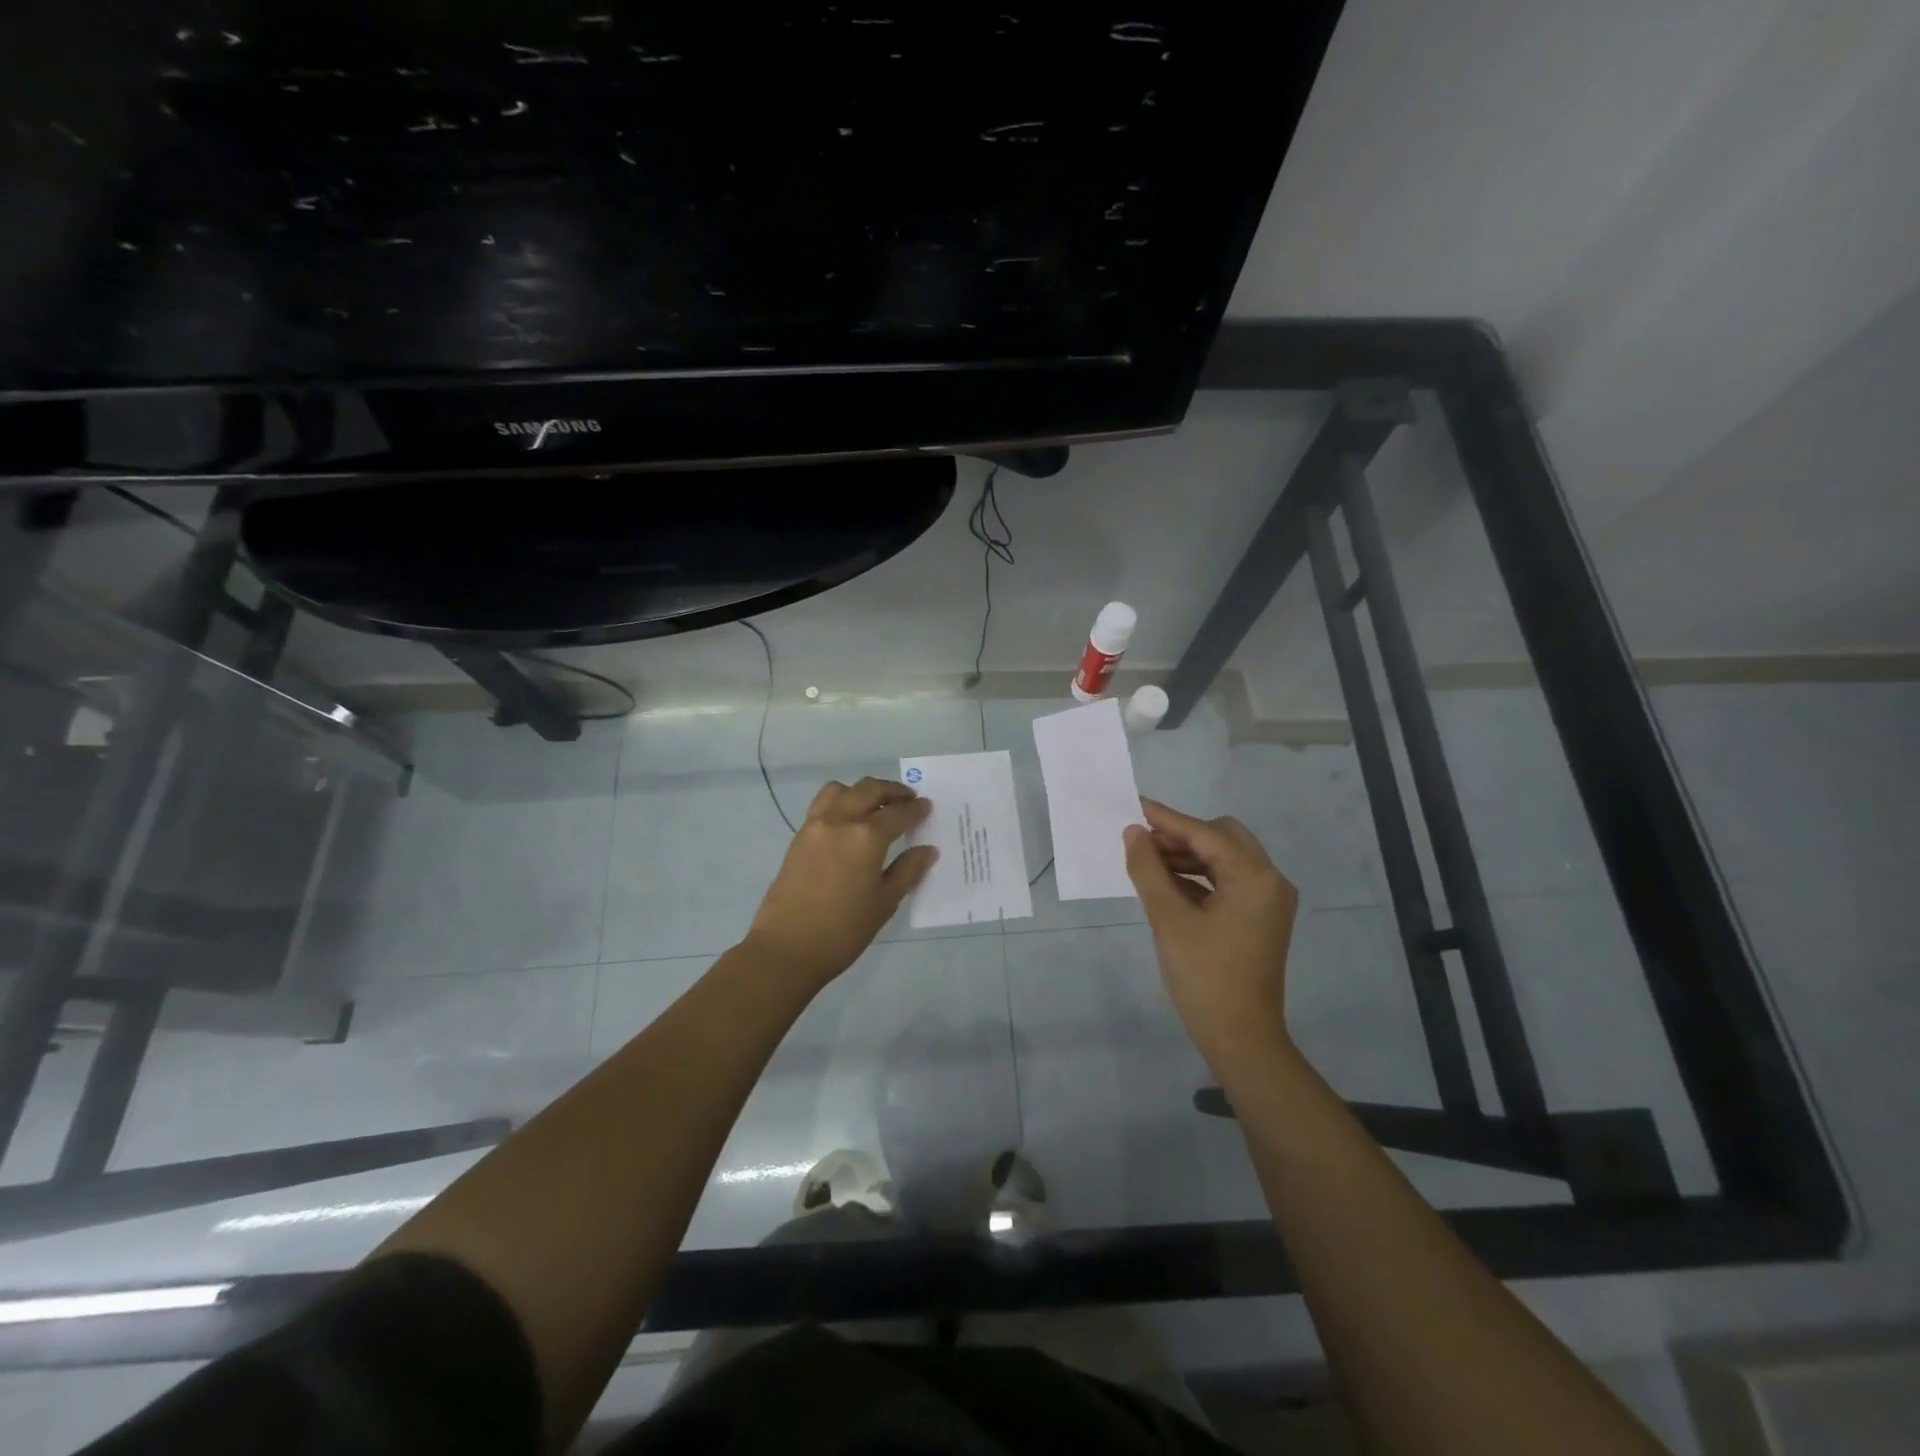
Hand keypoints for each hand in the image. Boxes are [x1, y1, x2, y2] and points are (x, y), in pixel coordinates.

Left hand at [745, 777, 936, 989]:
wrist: (787, 948)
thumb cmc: (843, 931)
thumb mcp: (884, 903)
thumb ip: (907, 871)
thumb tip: (927, 849)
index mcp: (866, 837)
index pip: (898, 813)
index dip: (916, 809)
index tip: (927, 807)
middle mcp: (840, 820)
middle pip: (869, 789)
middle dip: (892, 791)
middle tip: (908, 800)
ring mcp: (815, 825)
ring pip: (841, 790)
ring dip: (862, 791)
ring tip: (875, 806)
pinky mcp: (799, 836)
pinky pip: (823, 804)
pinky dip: (841, 801)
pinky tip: (850, 822)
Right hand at [1124, 799, 1299, 1059]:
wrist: (1241, 1038)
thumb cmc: (1204, 976)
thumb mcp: (1168, 919)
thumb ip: (1148, 870)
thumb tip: (1134, 833)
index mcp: (1254, 877)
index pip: (1206, 834)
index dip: (1168, 820)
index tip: (1135, 806)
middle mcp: (1270, 881)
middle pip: (1222, 838)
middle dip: (1181, 836)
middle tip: (1143, 843)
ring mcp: (1268, 901)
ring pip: (1225, 859)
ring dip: (1188, 856)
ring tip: (1148, 864)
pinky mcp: (1260, 918)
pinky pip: (1228, 881)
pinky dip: (1199, 877)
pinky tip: (1168, 885)